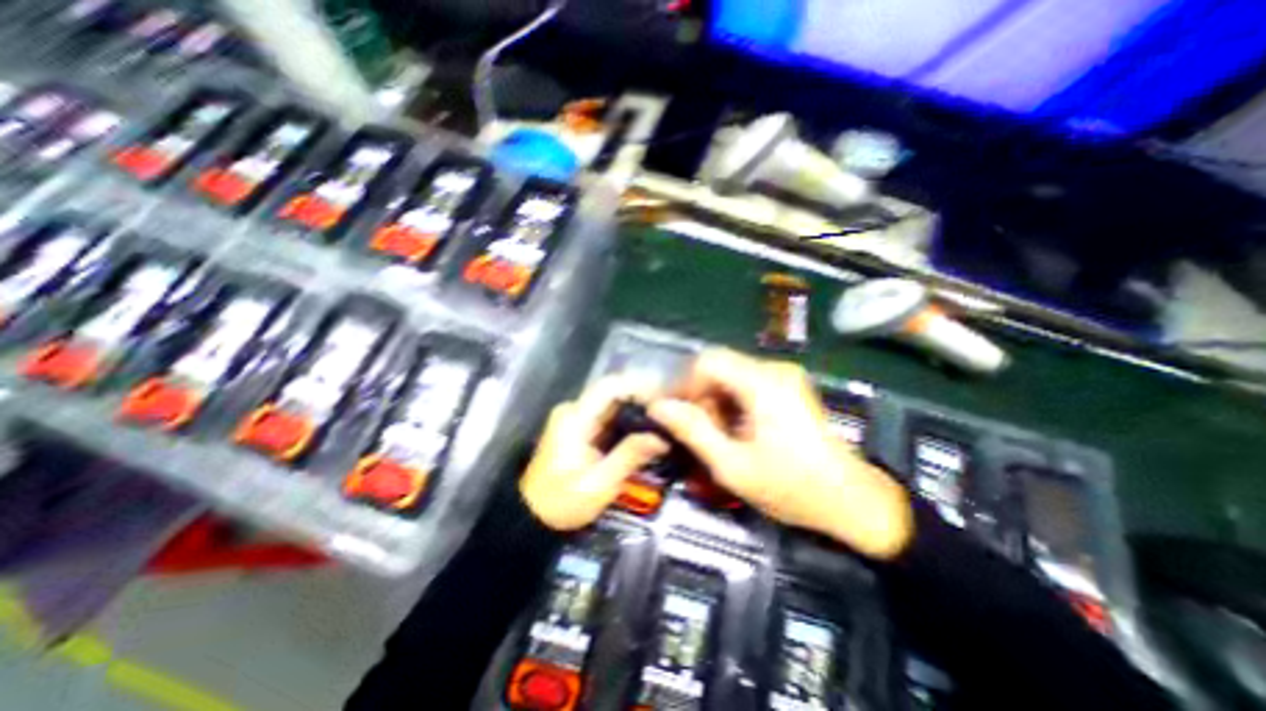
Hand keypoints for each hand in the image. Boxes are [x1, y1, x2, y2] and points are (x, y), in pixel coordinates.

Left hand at [522, 381, 671, 529]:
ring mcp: (576, 419)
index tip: (664, 399)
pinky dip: (627, 422)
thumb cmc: (562, 503)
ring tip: (663, 422)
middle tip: (670, 414)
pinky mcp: (580, 429)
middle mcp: (574, 411)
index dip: (638, 387)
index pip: (609, 386)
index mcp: (575, 418)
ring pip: (613, 404)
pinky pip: (608, 417)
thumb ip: (630, 456)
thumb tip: (662, 437)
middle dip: (642, 400)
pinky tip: (645, 432)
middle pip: (613, 393)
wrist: (531, 518)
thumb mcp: (599, 484)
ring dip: (637, 410)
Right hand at [646, 350, 915, 559]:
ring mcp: (784, 377)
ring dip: (716, 403)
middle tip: (698, 433)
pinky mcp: (788, 387)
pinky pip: (746, 385)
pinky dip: (732, 404)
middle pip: (718, 368)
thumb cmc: (792, 487)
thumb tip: (659, 407)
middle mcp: (774, 370)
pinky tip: (737, 432)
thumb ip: (693, 431)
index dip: (684, 383)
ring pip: (730, 376)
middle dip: (700, 397)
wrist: (852, 501)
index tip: (676, 413)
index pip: (707, 361)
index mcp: (762, 383)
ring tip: (719, 437)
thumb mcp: (733, 465)